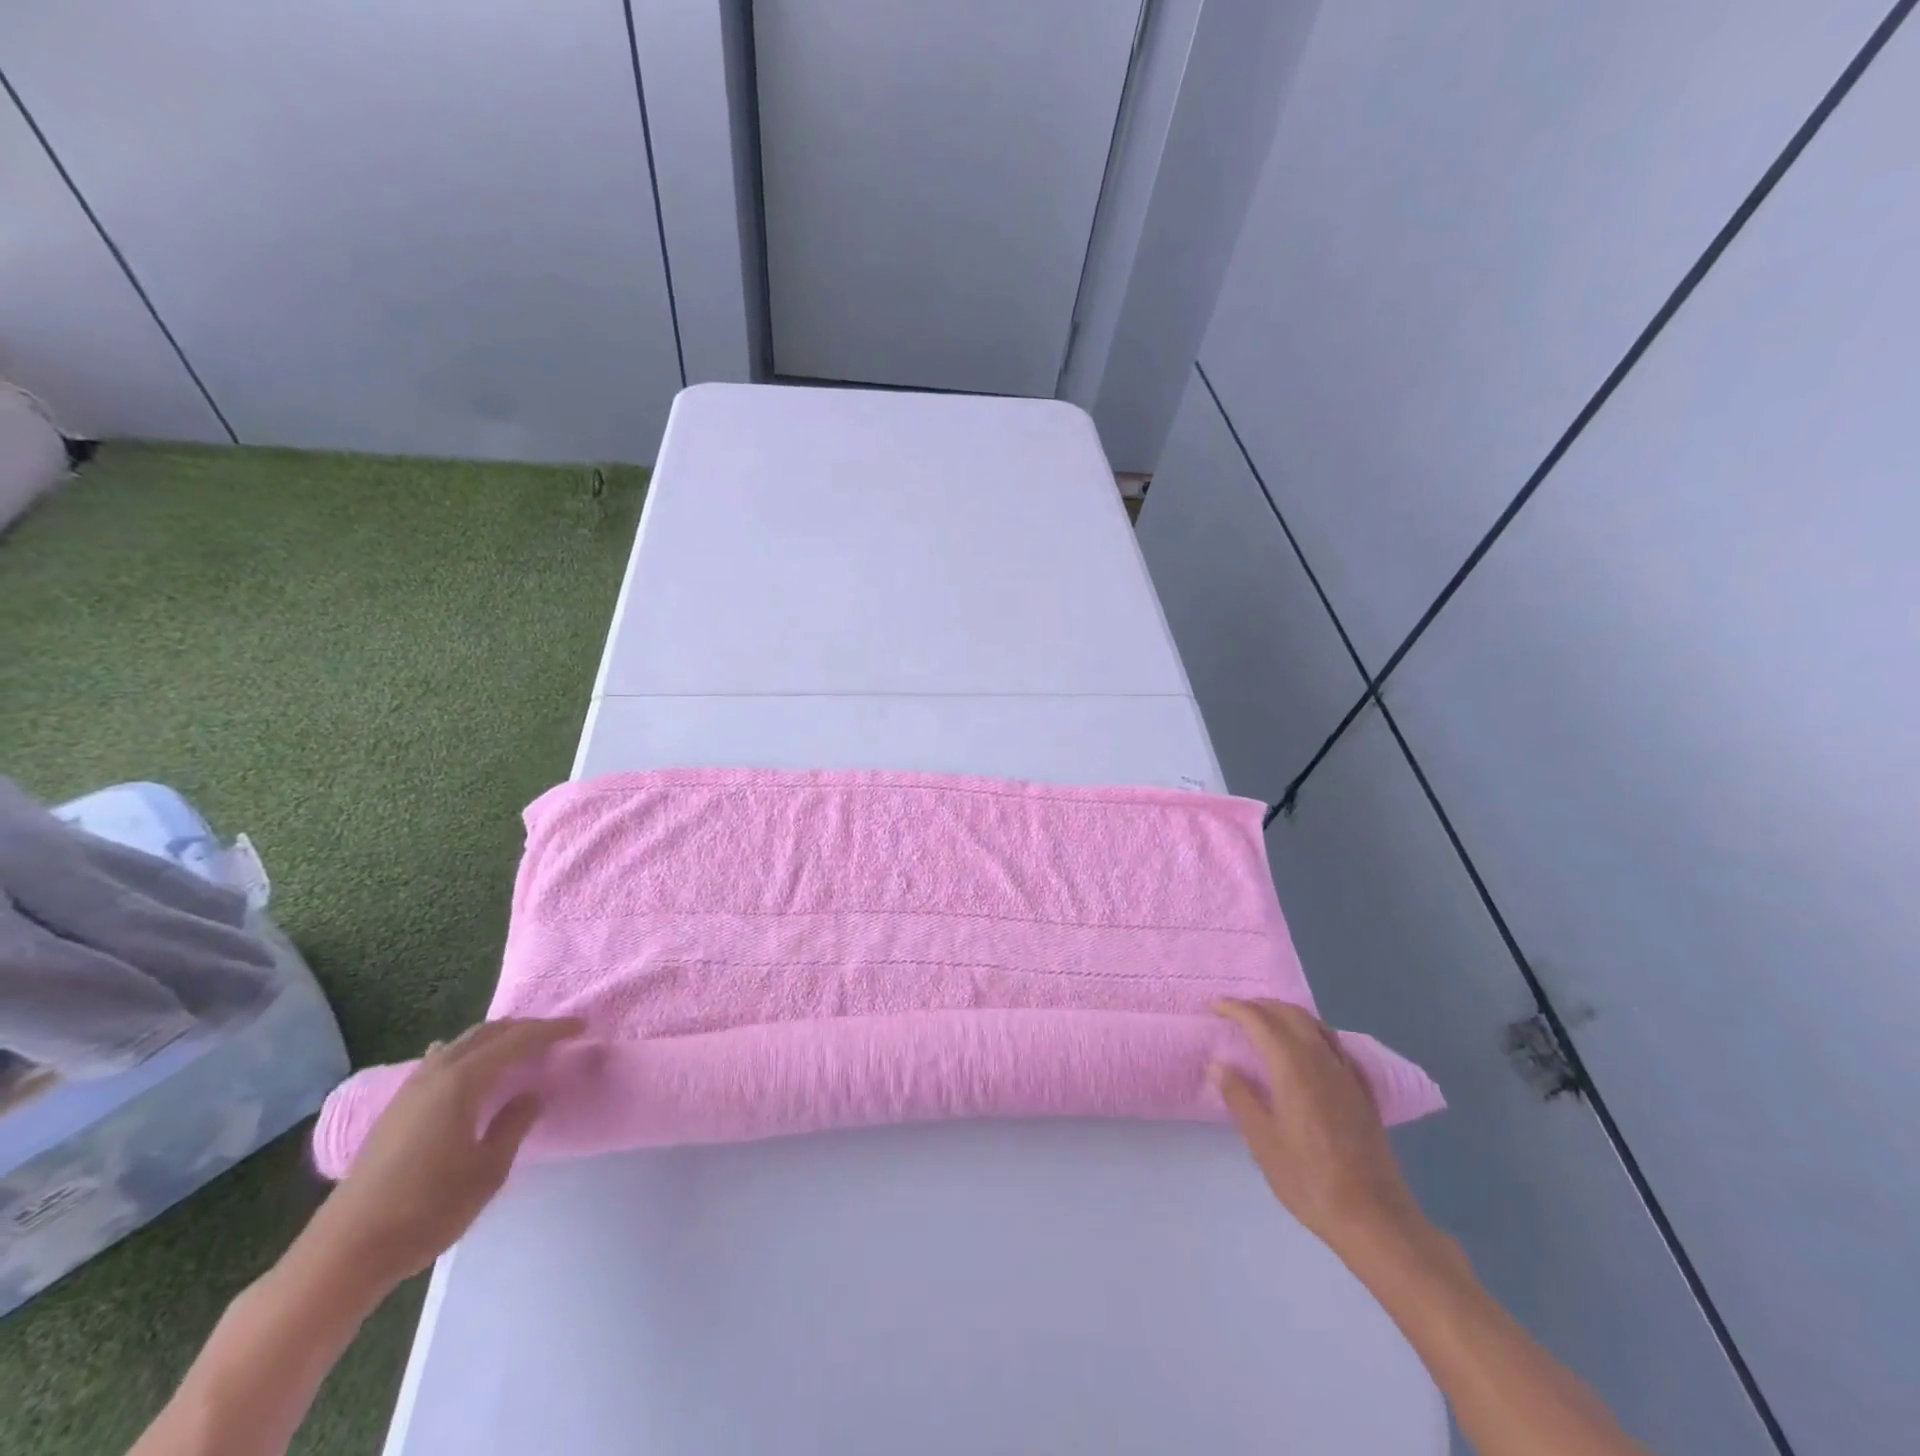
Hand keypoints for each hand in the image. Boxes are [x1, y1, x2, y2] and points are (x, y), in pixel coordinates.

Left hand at [293, 1017, 583, 1293]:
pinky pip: (441, 1060)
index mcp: (462, 1082)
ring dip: (495, 1038)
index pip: (517, 1041)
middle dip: (524, 1028)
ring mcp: (410, 1090)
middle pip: (487, 1033)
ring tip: (520, 1046)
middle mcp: (436, 1074)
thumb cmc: (427, 1210)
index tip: (581, 1027)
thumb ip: (514, 1125)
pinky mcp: (395, 1109)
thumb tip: (532, 1094)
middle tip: (555, 1035)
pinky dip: (466, 1053)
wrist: (345, 1253)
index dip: (551, 1031)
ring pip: (461, 1043)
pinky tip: (465, 1063)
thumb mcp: (488, 1170)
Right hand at [1212, 999, 1430, 1260]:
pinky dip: (1313, 1035)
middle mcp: (1322, 1061)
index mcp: (1294, 1068)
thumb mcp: (1262, 1142)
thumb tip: (1218, 1064)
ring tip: (1265, 1025)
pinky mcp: (1363, 1093)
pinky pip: (1335, 1046)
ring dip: (1287, 1016)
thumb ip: (1240, 1097)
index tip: (1212, 1007)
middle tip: (1235, 1012)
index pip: (1260, 1021)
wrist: (1375, 1220)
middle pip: (1291, 1014)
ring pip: (1316, 1026)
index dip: (1234, 1008)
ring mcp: (1348, 1076)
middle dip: (1261, 1006)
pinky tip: (1308, 1053)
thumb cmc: (1310, 1180)